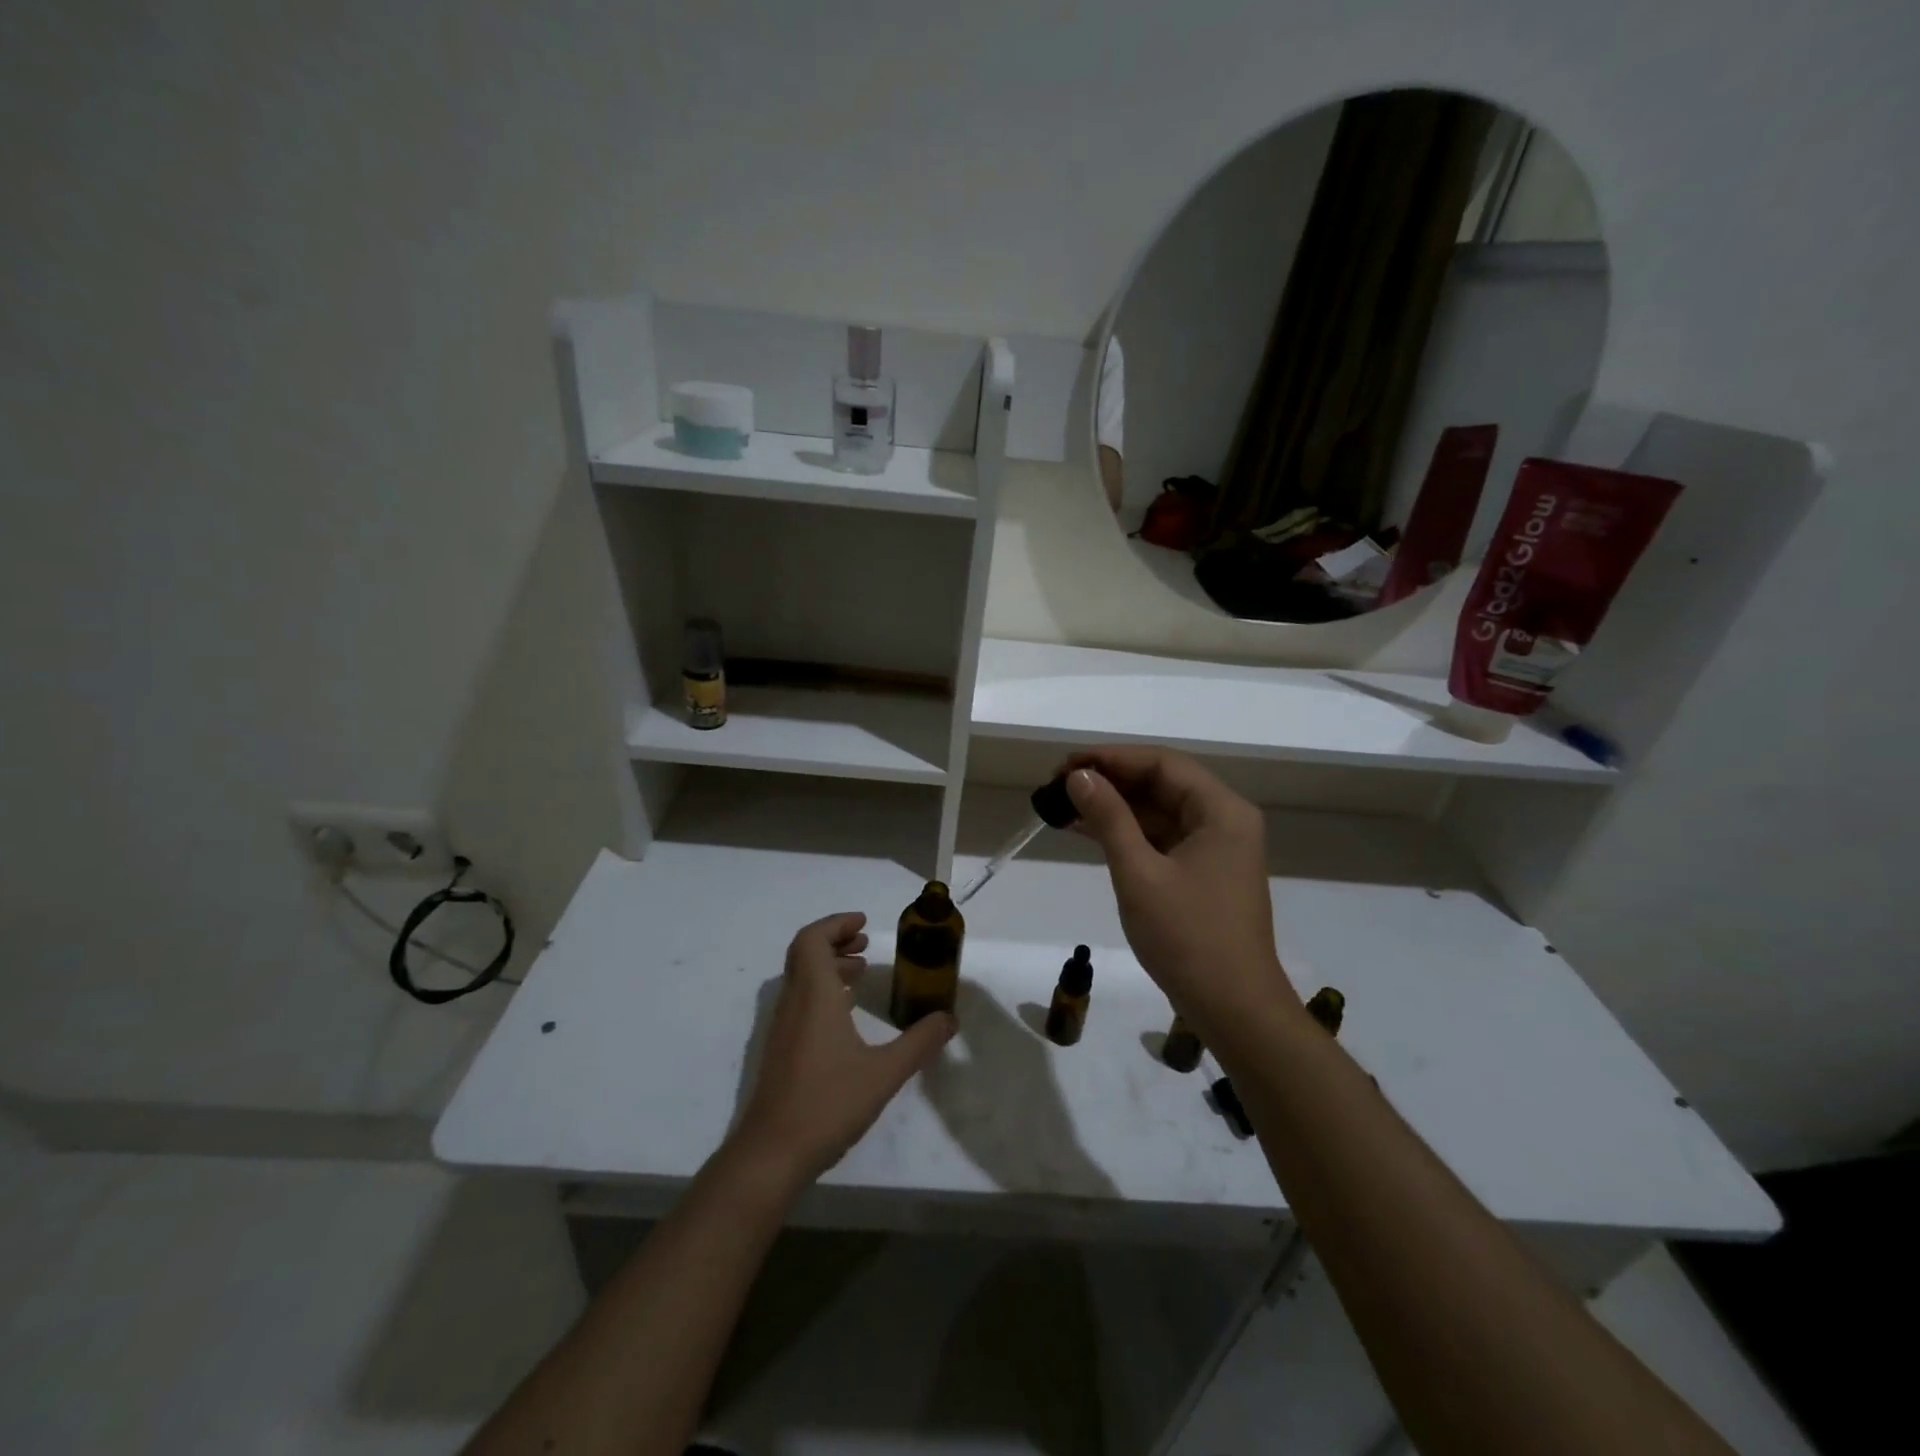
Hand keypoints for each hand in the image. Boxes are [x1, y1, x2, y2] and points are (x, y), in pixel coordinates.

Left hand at [729, 912, 955, 1189]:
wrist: (772, 1153)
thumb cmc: (828, 1104)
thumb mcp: (885, 1073)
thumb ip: (920, 1043)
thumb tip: (949, 1019)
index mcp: (815, 995)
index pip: (812, 939)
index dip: (836, 924)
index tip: (864, 923)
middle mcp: (794, 1002)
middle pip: (805, 952)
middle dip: (834, 940)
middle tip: (865, 942)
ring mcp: (782, 1027)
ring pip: (801, 977)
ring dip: (828, 965)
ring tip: (860, 972)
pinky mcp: (780, 1048)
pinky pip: (799, 1000)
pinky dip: (821, 990)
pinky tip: (845, 1014)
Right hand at [1062, 748, 1296, 1028]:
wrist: (1233, 1009)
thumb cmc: (1188, 937)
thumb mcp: (1139, 873)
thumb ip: (1109, 818)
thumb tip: (1079, 777)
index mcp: (1221, 810)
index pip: (1161, 764)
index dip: (1111, 758)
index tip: (1066, 765)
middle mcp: (1224, 820)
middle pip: (1161, 784)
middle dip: (1110, 781)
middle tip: (1059, 785)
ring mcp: (1216, 848)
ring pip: (1159, 812)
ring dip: (1114, 808)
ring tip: (1063, 806)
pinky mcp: (1204, 873)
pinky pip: (1162, 838)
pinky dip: (1127, 834)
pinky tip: (1087, 832)